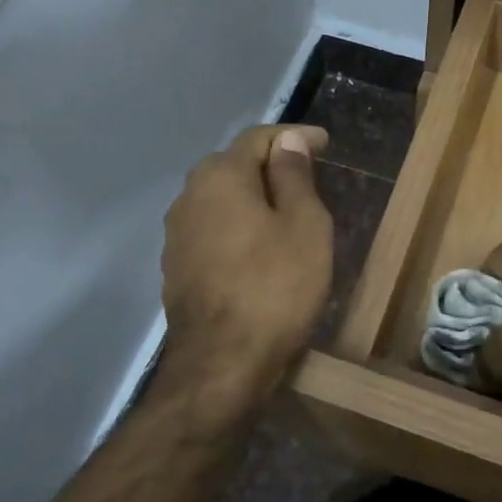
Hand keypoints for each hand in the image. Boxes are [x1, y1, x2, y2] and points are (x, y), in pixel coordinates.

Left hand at [157, 125, 333, 411]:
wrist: (221, 364)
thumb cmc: (275, 287)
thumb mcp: (304, 225)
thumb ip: (294, 175)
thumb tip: (287, 139)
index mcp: (221, 175)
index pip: (259, 137)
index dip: (294, 136)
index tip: (325, 144)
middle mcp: (189, 195)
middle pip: (235, 165)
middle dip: (271, 165)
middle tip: (308, 178)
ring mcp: (177, 232)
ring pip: (221, 199)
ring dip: (253, 197)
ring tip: (286, 212)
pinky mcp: (175, 265)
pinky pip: (213, 228)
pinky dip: (238, 226)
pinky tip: (258, 247)